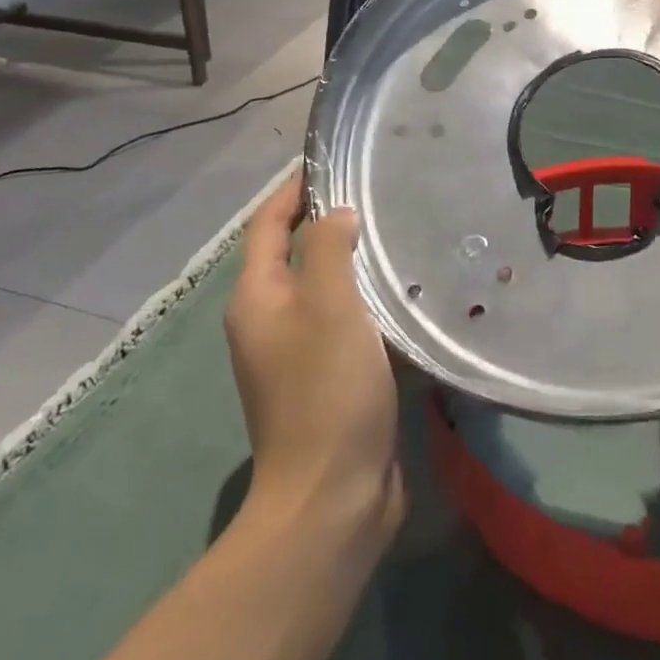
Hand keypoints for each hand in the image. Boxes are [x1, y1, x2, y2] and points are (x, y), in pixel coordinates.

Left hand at [225, 172, 403, 553]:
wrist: (333, 498)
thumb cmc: (327, 390)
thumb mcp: (331, 306)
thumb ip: (331, 249)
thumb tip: (337, 214)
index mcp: (257, 298)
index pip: (269, 224)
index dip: (295, 188)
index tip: (334, 161)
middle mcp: (268, 320)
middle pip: (294, 252)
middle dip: (327, 219)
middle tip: (376, 192)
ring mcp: (295, 352)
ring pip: (323, 286)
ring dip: (351, 260)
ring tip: (395, 231)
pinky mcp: (326, 377)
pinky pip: (343, 319)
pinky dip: (366, 297)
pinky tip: (402, 289)